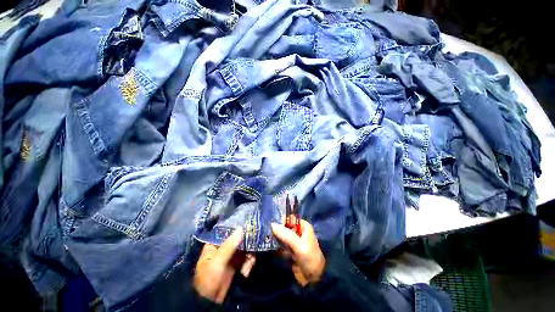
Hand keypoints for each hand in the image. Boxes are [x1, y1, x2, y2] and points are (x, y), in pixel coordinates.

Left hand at [193, 228, 255, 303]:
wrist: (210, 303)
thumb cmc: (209, 279)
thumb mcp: (217, 262)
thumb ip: (229, 245)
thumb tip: (241, 228)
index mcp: (215, 243)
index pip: (228, 230)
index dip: (238, 227)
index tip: (249, 226)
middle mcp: (225, 246)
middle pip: (239, 238)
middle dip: (247, 244)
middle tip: (253, 249)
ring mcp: (232, 255)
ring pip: (245, 247)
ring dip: (249, 256)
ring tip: (247, 268)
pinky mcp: (238, 263)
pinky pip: (247, 257)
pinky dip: (249, 263)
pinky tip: (246, 272)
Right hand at [271, 218, 325, 285]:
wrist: (314, 279)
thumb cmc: (309, 258)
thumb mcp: (298, 245)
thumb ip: (286, 235)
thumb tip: (272, 224)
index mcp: (303, 226)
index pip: (289, 219)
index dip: (281, 222)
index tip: (273, 227)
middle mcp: (298, 231)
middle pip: (284, 227)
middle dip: (277, 231)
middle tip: (268, 235)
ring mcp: (293, 241)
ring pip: (281, 236)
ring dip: (276, 239)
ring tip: (268, 242)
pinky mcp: (290, 250)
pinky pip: (281, 245)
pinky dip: (277, 247)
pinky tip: (272, 249)